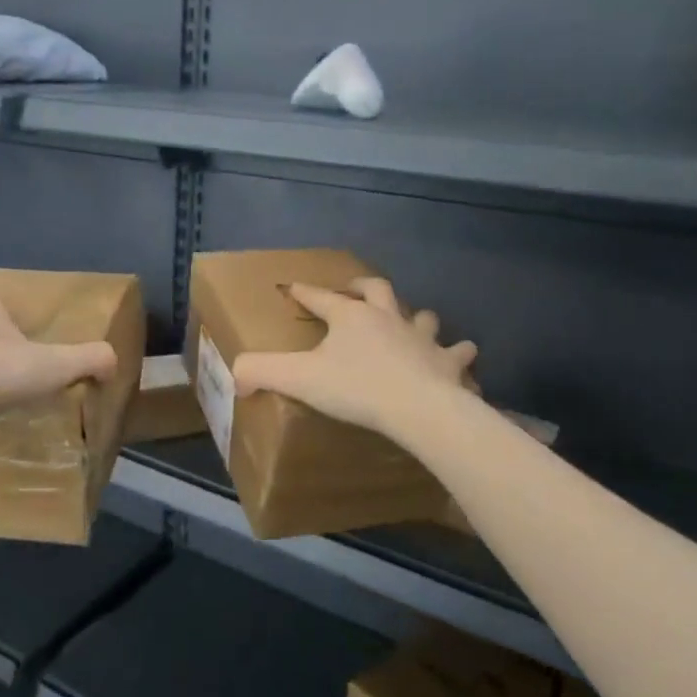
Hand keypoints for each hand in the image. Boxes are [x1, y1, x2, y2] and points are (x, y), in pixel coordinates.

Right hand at [233, 278, 475, 440]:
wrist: (419, 409)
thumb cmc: (357, 388)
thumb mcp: (298, 378)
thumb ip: (261, 371)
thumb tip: (236, 375)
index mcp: (350, 317)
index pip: (320, 297)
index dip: (304, 292)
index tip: (292, 287)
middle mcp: (387, 318)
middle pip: (377, 290)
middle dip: (363, 287)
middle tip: (355, 289)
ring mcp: (422, 338)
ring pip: (421, 315)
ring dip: (414, 316)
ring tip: (409, 321)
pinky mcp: (448, 362)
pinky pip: (457, 352)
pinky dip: (457, 353)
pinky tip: (459, 356)